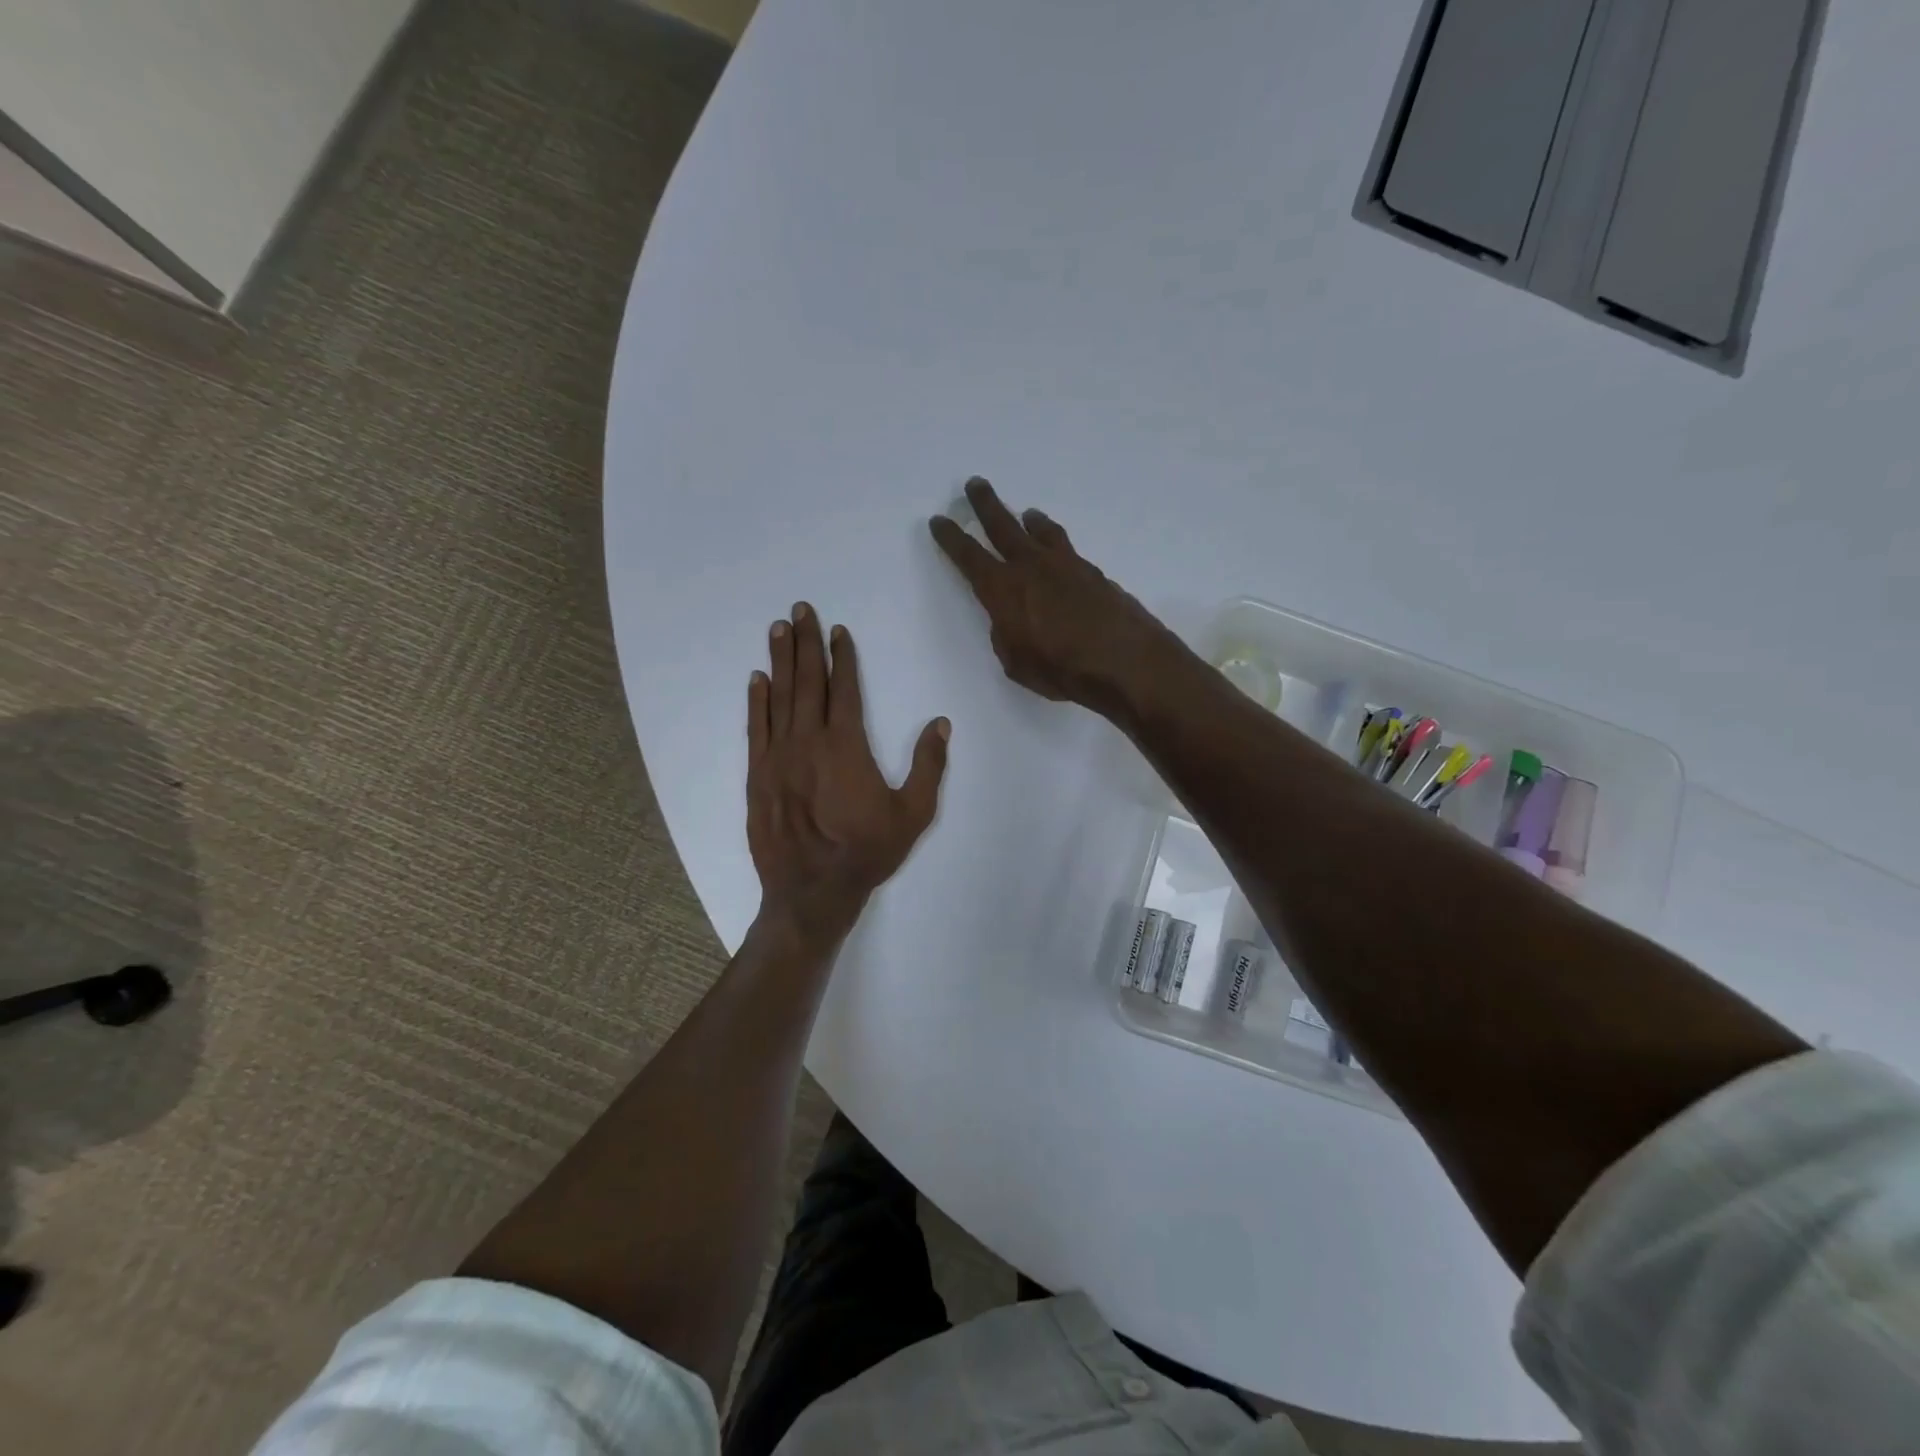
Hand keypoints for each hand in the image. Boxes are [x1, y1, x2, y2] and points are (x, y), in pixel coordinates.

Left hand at [747, 604, 948, 943]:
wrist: (812, 892)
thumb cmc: (867, 852)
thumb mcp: (913, 814)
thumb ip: (928, 767)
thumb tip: (940, 724)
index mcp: (846, 746)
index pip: (845, 689)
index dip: (843, 657)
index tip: (839, 631)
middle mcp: (809, 741)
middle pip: (808, 682)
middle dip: (806, 643)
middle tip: (800, 610)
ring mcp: (778, 757)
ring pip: (779, 698)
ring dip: (780, 661)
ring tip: (778, 629)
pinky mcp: (757, 775)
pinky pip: (756, 728)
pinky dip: (756, 701)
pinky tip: (756, 679)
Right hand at [929, 477, 1181, 713]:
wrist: (1124, 660)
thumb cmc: (1061, 669)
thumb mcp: (1016, 662)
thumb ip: (1007, 635)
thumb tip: (1010, 620)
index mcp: (1003, 590)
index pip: (968, 557)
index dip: (951, 538)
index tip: (939, 520)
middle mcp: (1031, 567)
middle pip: (1002, 526)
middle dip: (985, 505)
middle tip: (975, 484)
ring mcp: (1065, 565)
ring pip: (1041, 532)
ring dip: (1028, 520)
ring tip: (1025, 513)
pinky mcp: (1092, 572)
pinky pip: (1067, 548)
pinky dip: (1056, 542)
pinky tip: (1059, 551)